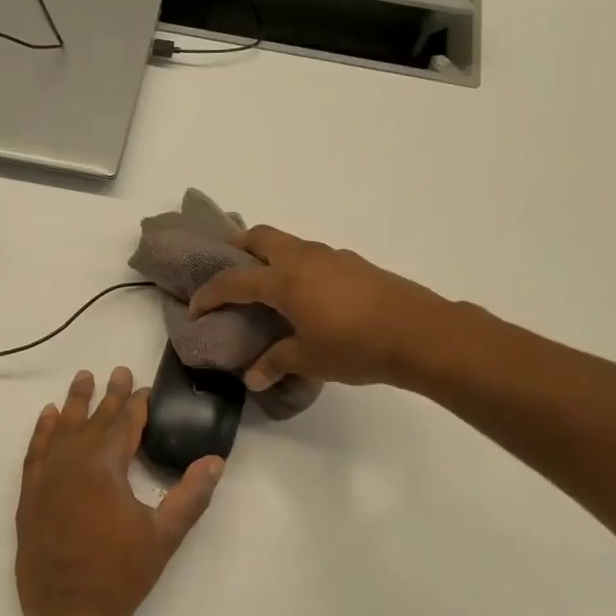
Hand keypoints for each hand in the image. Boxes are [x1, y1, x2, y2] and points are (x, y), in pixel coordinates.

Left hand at [15, 367, 223, 615]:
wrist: (68, 615)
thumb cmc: (121, 575)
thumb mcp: (164, 536)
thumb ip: (190, 496)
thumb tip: (215, 461)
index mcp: (104, 468)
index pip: (123, 425)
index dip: (136, 405)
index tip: (144, 388)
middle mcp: (72, 463)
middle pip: (93, 420)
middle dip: (109, 396)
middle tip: (119, 371)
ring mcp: (46, 478)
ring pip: (61, 429)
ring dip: (74, 403)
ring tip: (83, 378)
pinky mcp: (30, 495)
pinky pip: (35, 452)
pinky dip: (41, 431)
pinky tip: (47, 416)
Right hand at [187, 226, 446, 390]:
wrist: (420, 333)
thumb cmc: (355, 346)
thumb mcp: (310, 359)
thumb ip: (277, 363)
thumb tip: (254, 377)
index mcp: (284, 280)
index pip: (234, 280)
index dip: (209, 294)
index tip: (195, 308)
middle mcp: (304, 259)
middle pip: (260, 237)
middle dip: (237, 248)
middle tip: (227, 269)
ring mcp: (332, 257)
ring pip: (290, 243)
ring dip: (270, 256)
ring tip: (266, 286)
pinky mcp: (355, 264)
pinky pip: (314, 256)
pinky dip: (298, 267)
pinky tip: (307, 296)